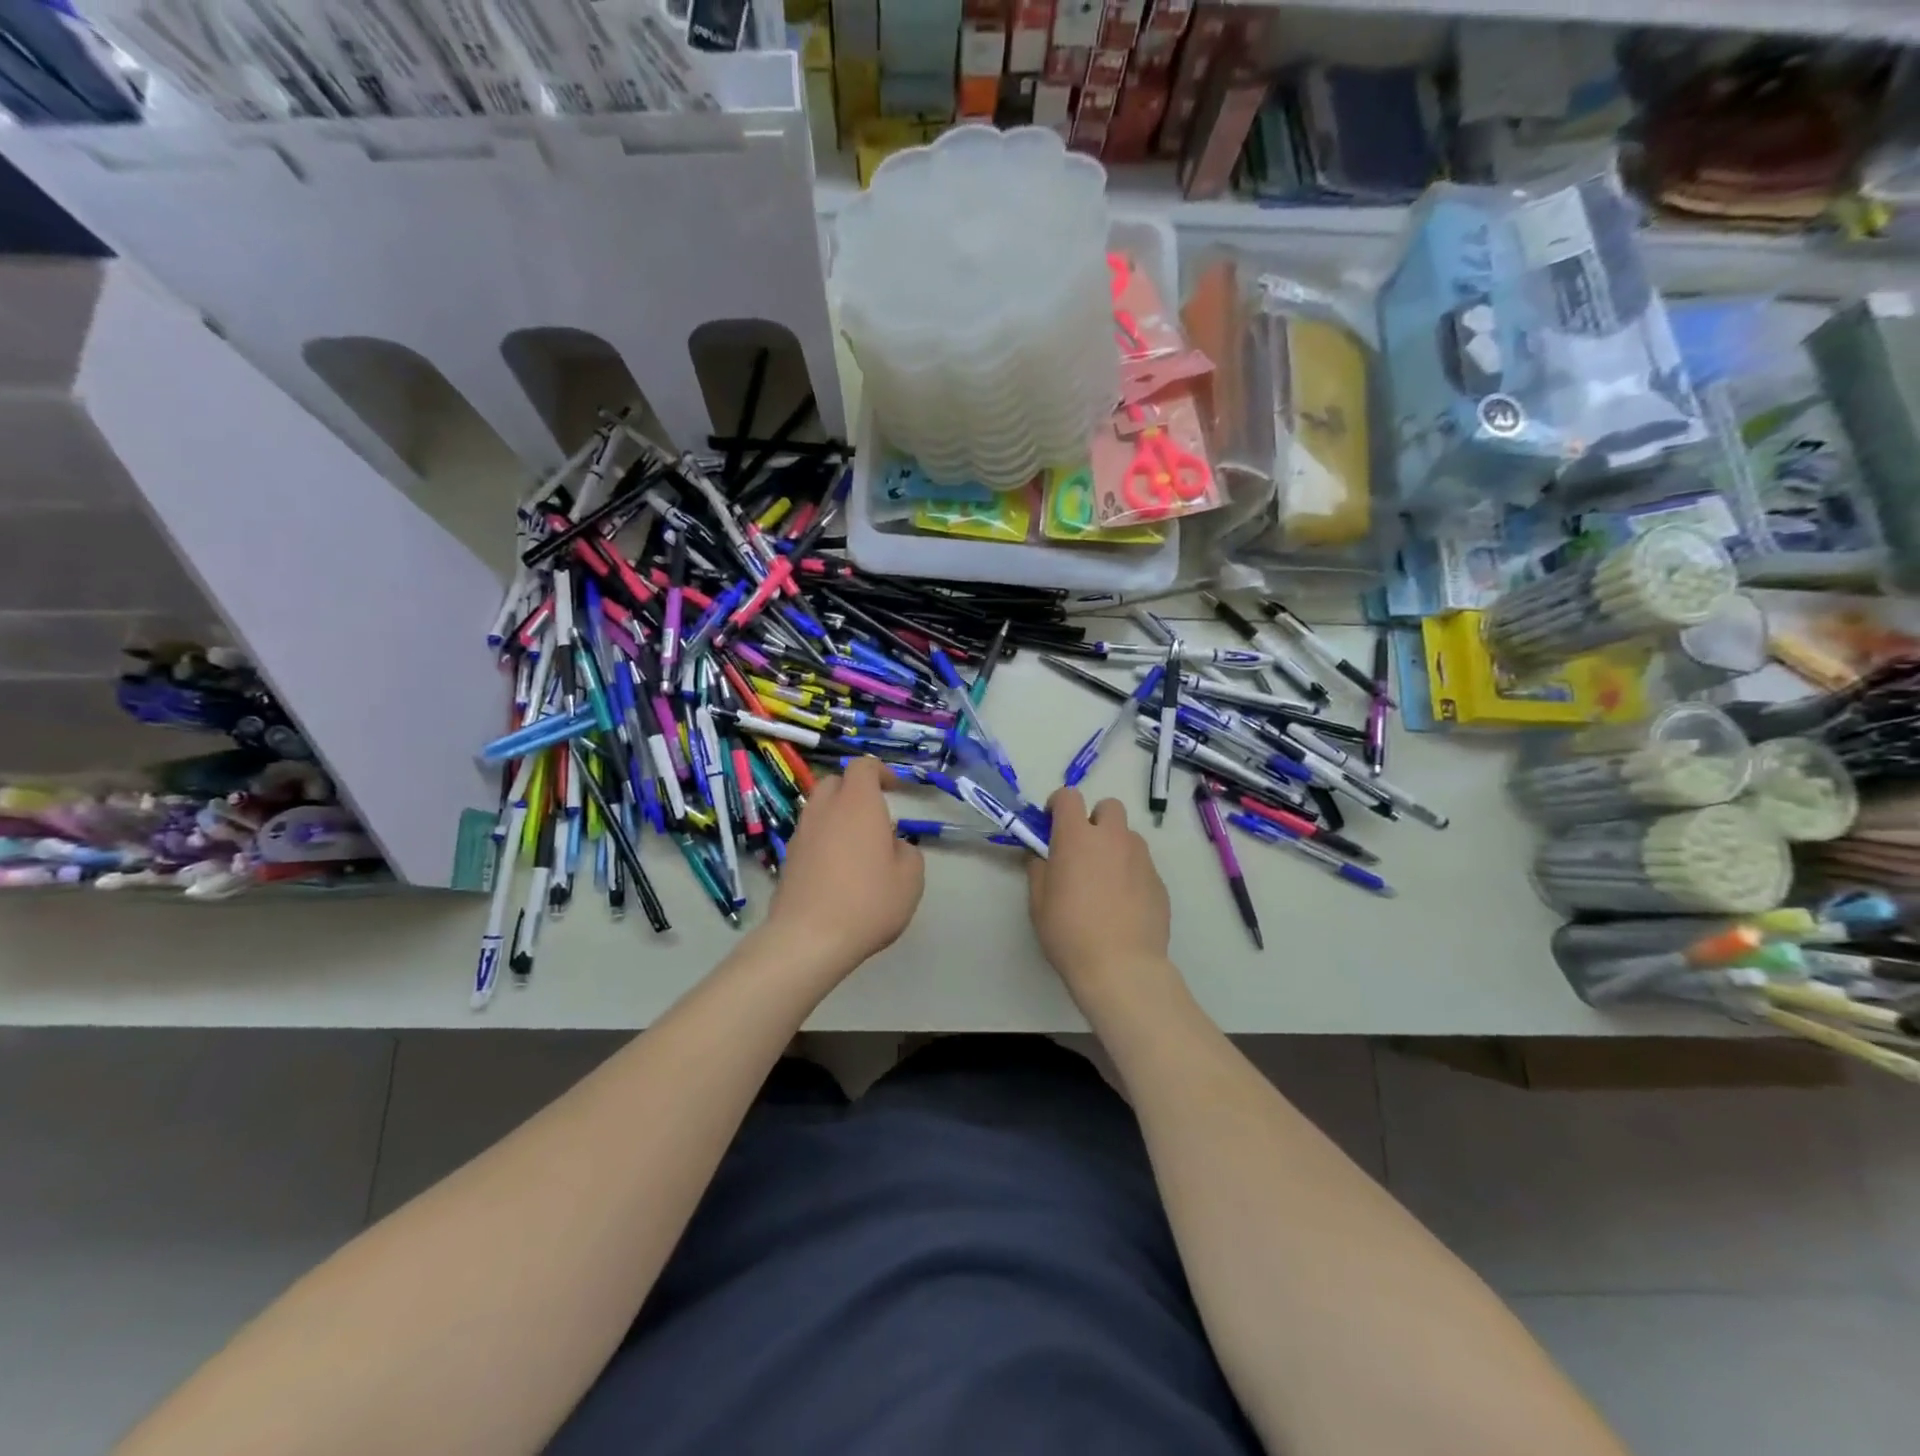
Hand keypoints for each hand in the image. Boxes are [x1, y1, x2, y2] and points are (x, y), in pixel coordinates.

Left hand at [763, 756, 924, 973]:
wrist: (808, 939)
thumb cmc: (868, 902)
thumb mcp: (911, 878)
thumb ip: (907, 852)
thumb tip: (892, 846)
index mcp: (857, 804)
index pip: (863, 766)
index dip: (881, 772)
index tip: (895, 789)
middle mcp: (825, 810)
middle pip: (835, 782)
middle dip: (855, 790)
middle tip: (875, 816)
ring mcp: (801, 834)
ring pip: (819, 809)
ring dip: (838, 816)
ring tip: (857, 846)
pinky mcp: (788, 859)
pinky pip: (809, 835)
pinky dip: (824, 840)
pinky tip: (837, 870)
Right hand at [1026, 789, 1173, 1007]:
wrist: (1121, 967)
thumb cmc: (1069, 932)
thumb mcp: (1038, 903)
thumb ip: (1039, 869)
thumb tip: (1043, 856)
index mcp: (1077, 837)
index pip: (1068, 797)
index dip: (1058, 805)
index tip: (1051, 824)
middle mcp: (1112, 838)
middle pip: (1108, 806)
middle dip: (1095, 819)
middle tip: (1084, 849)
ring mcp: (1141, 858)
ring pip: (1128, 836)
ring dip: (1115, 846)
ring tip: (1105, 879)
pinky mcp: (1159, 881)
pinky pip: (1141, 864)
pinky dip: (1130, 872)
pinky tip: (1123, 903)